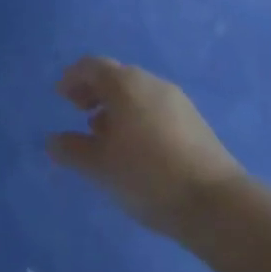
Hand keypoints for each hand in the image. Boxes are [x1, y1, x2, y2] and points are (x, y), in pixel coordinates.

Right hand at [48, 57, 244, 242]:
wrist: (217, 205)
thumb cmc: (147, 176)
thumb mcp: (99, 166)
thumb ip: (71, 149)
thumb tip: (53, 140)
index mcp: (124, 83)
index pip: (91, 66)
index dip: (72, 78)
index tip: (61, 97)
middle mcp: (150, 83)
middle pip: (115, 76)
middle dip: (94, 91)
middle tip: (79, 112)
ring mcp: (177, 101)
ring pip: (137, 93)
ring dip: (116, 107)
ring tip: (106, 136)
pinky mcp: (195, 123)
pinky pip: (156, 109)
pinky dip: (138, 118)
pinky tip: (137, 148)